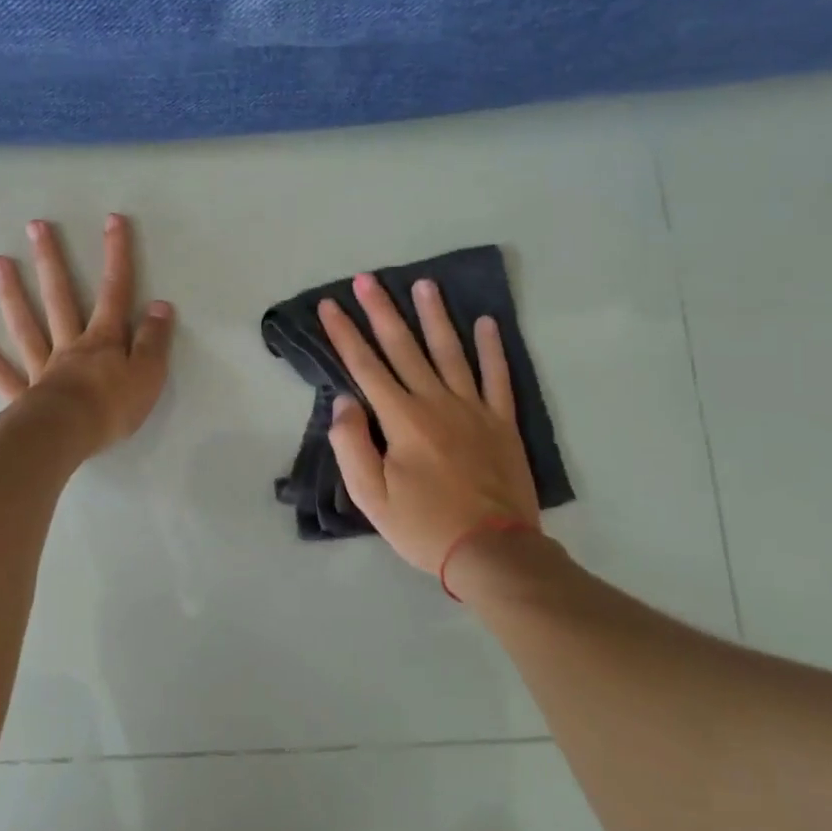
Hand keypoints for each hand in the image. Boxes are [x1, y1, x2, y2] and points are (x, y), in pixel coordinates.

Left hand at [0, 214, 175, 455]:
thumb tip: (160, 306)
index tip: (113, 220)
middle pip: (59, 297)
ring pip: (26, 325)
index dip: (117, 255)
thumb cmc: (112, 407)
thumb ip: (154, 341)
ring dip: (13, 293)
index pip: (115, 292)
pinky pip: (1, 371)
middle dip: (51, 261)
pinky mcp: (22, 394)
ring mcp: (41, 367)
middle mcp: (69, 345)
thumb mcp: (148, 374)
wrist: (67, 436)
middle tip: (36, 227)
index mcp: (102, 340)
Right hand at [318, 273, 539, 574]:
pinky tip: (488, 323)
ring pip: (451, 352)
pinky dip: (493, 349)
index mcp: (402, 419)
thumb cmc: (423, 525)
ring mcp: (474, 409)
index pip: (365, 367)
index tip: (329, 305)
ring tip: (425, 284)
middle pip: (404, 348)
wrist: (492, 551)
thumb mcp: (371, 496)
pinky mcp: (502, 422)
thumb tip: (345, 401)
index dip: (344, 334)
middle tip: (367, 279)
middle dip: (382, 311)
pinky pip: (498, 377)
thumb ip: (352, 445)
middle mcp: (436, 402)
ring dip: (435, 316)